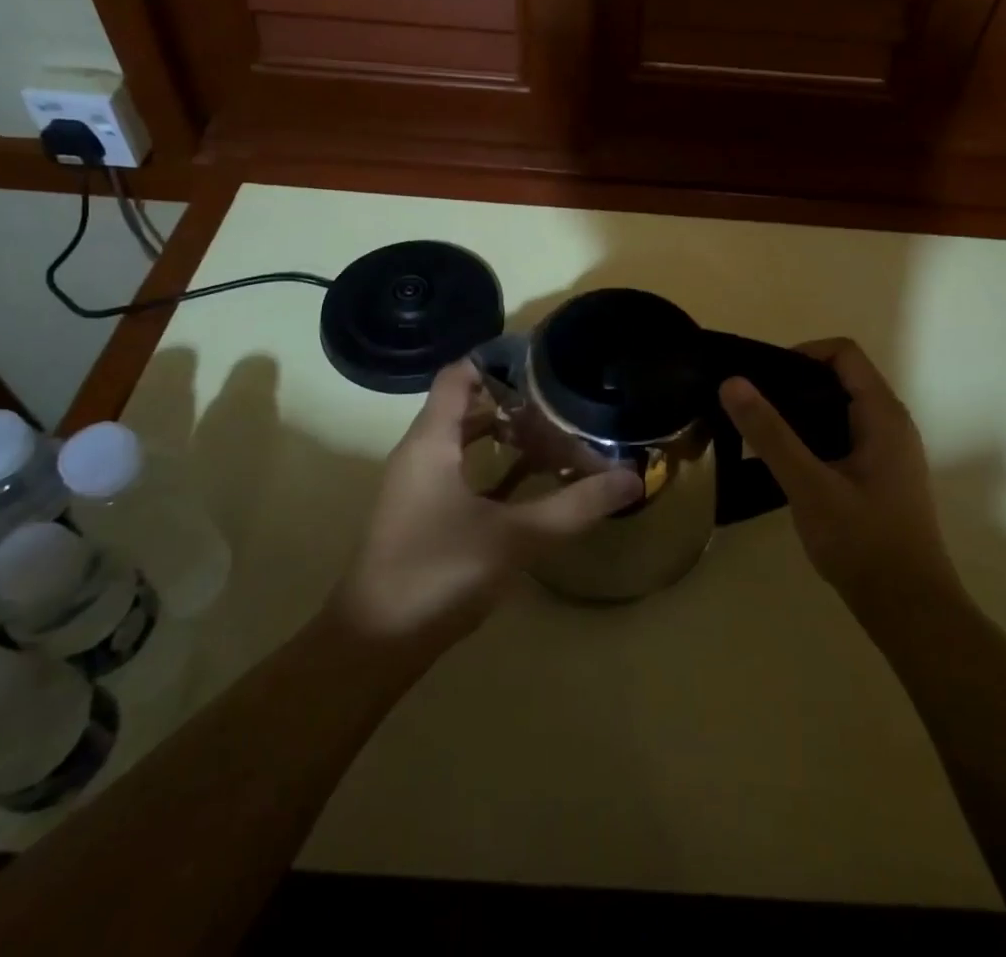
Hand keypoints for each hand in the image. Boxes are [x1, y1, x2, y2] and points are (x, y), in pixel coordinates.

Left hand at [334, 360, 641, 649]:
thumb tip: (632, 477)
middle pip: (467, 406)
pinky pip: (462, 473)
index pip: (460, 374)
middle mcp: (421, 453)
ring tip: (556, 436)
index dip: (499, 359)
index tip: (546, 361)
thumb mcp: (515, 538)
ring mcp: (418, 486)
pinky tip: (533, 484)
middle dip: (514, 400)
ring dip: (506, 436)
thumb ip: (575, 506)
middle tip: (564, 401)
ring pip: (465, 442)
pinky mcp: (422, 515)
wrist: (373, 646)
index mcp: (432, 440)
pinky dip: (495, 469)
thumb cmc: (438, 574)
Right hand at [720, 339, 960, 621]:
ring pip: (841, 409)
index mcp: (883, 415)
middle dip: (795, 383)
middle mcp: (892, 424)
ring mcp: (890, 452)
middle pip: (841, 378)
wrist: (910, 610)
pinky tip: (787, 464)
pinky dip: (814, 436)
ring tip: (762, 432)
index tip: (764, 378)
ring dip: (802, 412)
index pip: (844, 353)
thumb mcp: (808, 485)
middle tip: (753, 405)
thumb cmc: (862, 542)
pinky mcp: (882, 476)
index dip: (802, 353)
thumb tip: (732, 382)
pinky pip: (845, 436)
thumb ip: (770, 433)